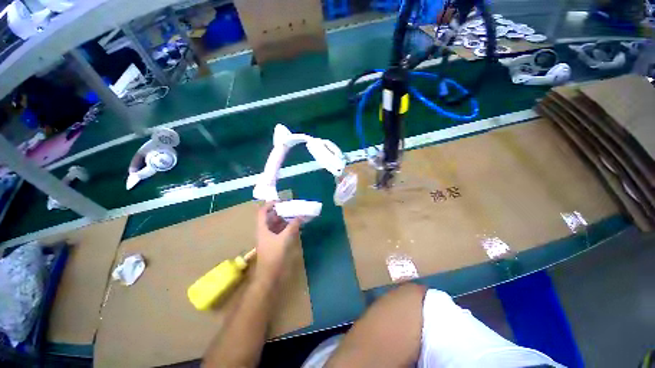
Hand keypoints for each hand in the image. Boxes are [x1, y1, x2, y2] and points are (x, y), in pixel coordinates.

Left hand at [254, 202, 301, 281]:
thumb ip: (292, 226)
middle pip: (270, 217)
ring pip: (275, 224)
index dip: (270, 204)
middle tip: (291, 207)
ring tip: (295, 215)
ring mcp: (269, 237)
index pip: (263, 212)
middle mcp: (264, 231)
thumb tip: (300, 216)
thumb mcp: (284, 239)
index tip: (281, 201)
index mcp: (262, 228)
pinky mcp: (274, 243)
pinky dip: (286, 227)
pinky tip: (295, 226)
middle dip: (280, 211)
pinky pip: (280, 231)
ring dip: (284, 219)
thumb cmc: (274, 256)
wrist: (269, 276)